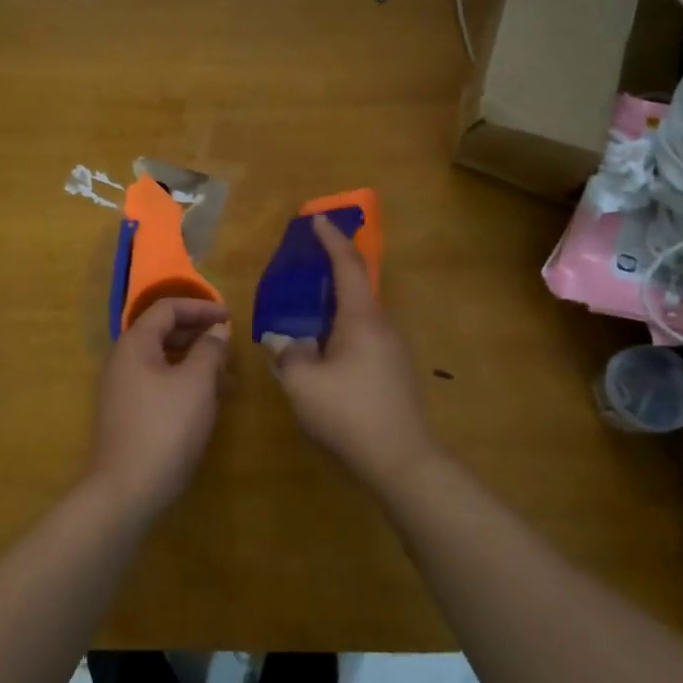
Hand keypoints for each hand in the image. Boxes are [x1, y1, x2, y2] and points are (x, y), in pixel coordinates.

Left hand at [89, 297, 231, 516]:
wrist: (126, 491)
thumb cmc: (165, 428)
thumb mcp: (197, 383)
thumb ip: (210, 350)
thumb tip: (217, 330)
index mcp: (135, 344)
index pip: (167, 308)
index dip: (200, 307)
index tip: (230, 318)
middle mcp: (123, 361)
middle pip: (163, 332)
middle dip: (199, 335)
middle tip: (230, 346)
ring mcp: (122, 390)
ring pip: (163, 361)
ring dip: (195, 361)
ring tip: (227, 377)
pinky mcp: (128, 415)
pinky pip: (159, 384)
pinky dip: (184, 383)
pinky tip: (208, 401)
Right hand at [263, 215, 434, 489]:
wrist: (402, 462)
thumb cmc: (349, 414)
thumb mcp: (303, 383)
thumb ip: (287, 353)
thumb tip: (280, 338)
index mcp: (362, 319)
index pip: (348, 266)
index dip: (332, 240)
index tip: (316, 220)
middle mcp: (382, 327)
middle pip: (356, 287)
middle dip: (331, 270)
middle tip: (303, 265)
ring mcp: (393, 350)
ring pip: (359, 316)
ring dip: (334, 305)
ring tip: (305, 310)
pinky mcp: (394, 373)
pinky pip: (363, 337)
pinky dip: (340, 329)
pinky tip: (323, 350)